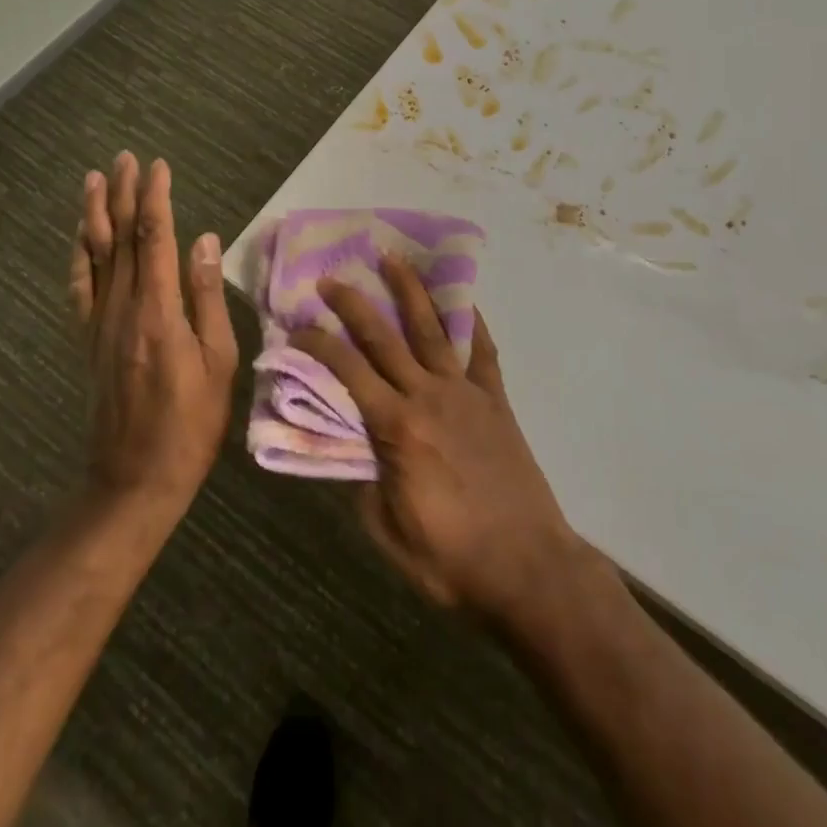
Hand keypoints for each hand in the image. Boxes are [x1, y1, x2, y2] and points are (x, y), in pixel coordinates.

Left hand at [69, 154, 237, 510]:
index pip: (155, 238)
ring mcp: (100, 324)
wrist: (134, 478)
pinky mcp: (89, 341)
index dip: (156, 198)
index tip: (158, 166)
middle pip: (121, 238)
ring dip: (95, 214)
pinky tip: (80, 237)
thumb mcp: (218, 361)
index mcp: (158, 311)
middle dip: (124, 194)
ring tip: (95, 180)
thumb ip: (208, 297)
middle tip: (124, 157)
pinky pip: (79, 288)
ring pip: (94, 256)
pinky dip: (78, 256)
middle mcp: (122, 308)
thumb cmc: (191, 422)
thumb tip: (205, 240)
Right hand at [292, 257, 587, 620]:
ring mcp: (467, 393)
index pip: (348, 371)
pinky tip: (464, 301)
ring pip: (432, 330)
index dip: (319, 345)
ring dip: (410, 291)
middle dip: (354, 304)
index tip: (298, 327)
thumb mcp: (388, 533)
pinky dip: (472, 322)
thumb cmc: (452, 559)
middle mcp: (429, 395)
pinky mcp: (496, 400)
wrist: (528, 568)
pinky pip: (482, 351)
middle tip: (332, 279)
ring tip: (393, 259)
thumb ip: (365, 484)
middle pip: (385, 337)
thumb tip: (356, 448)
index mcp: (397, 426)